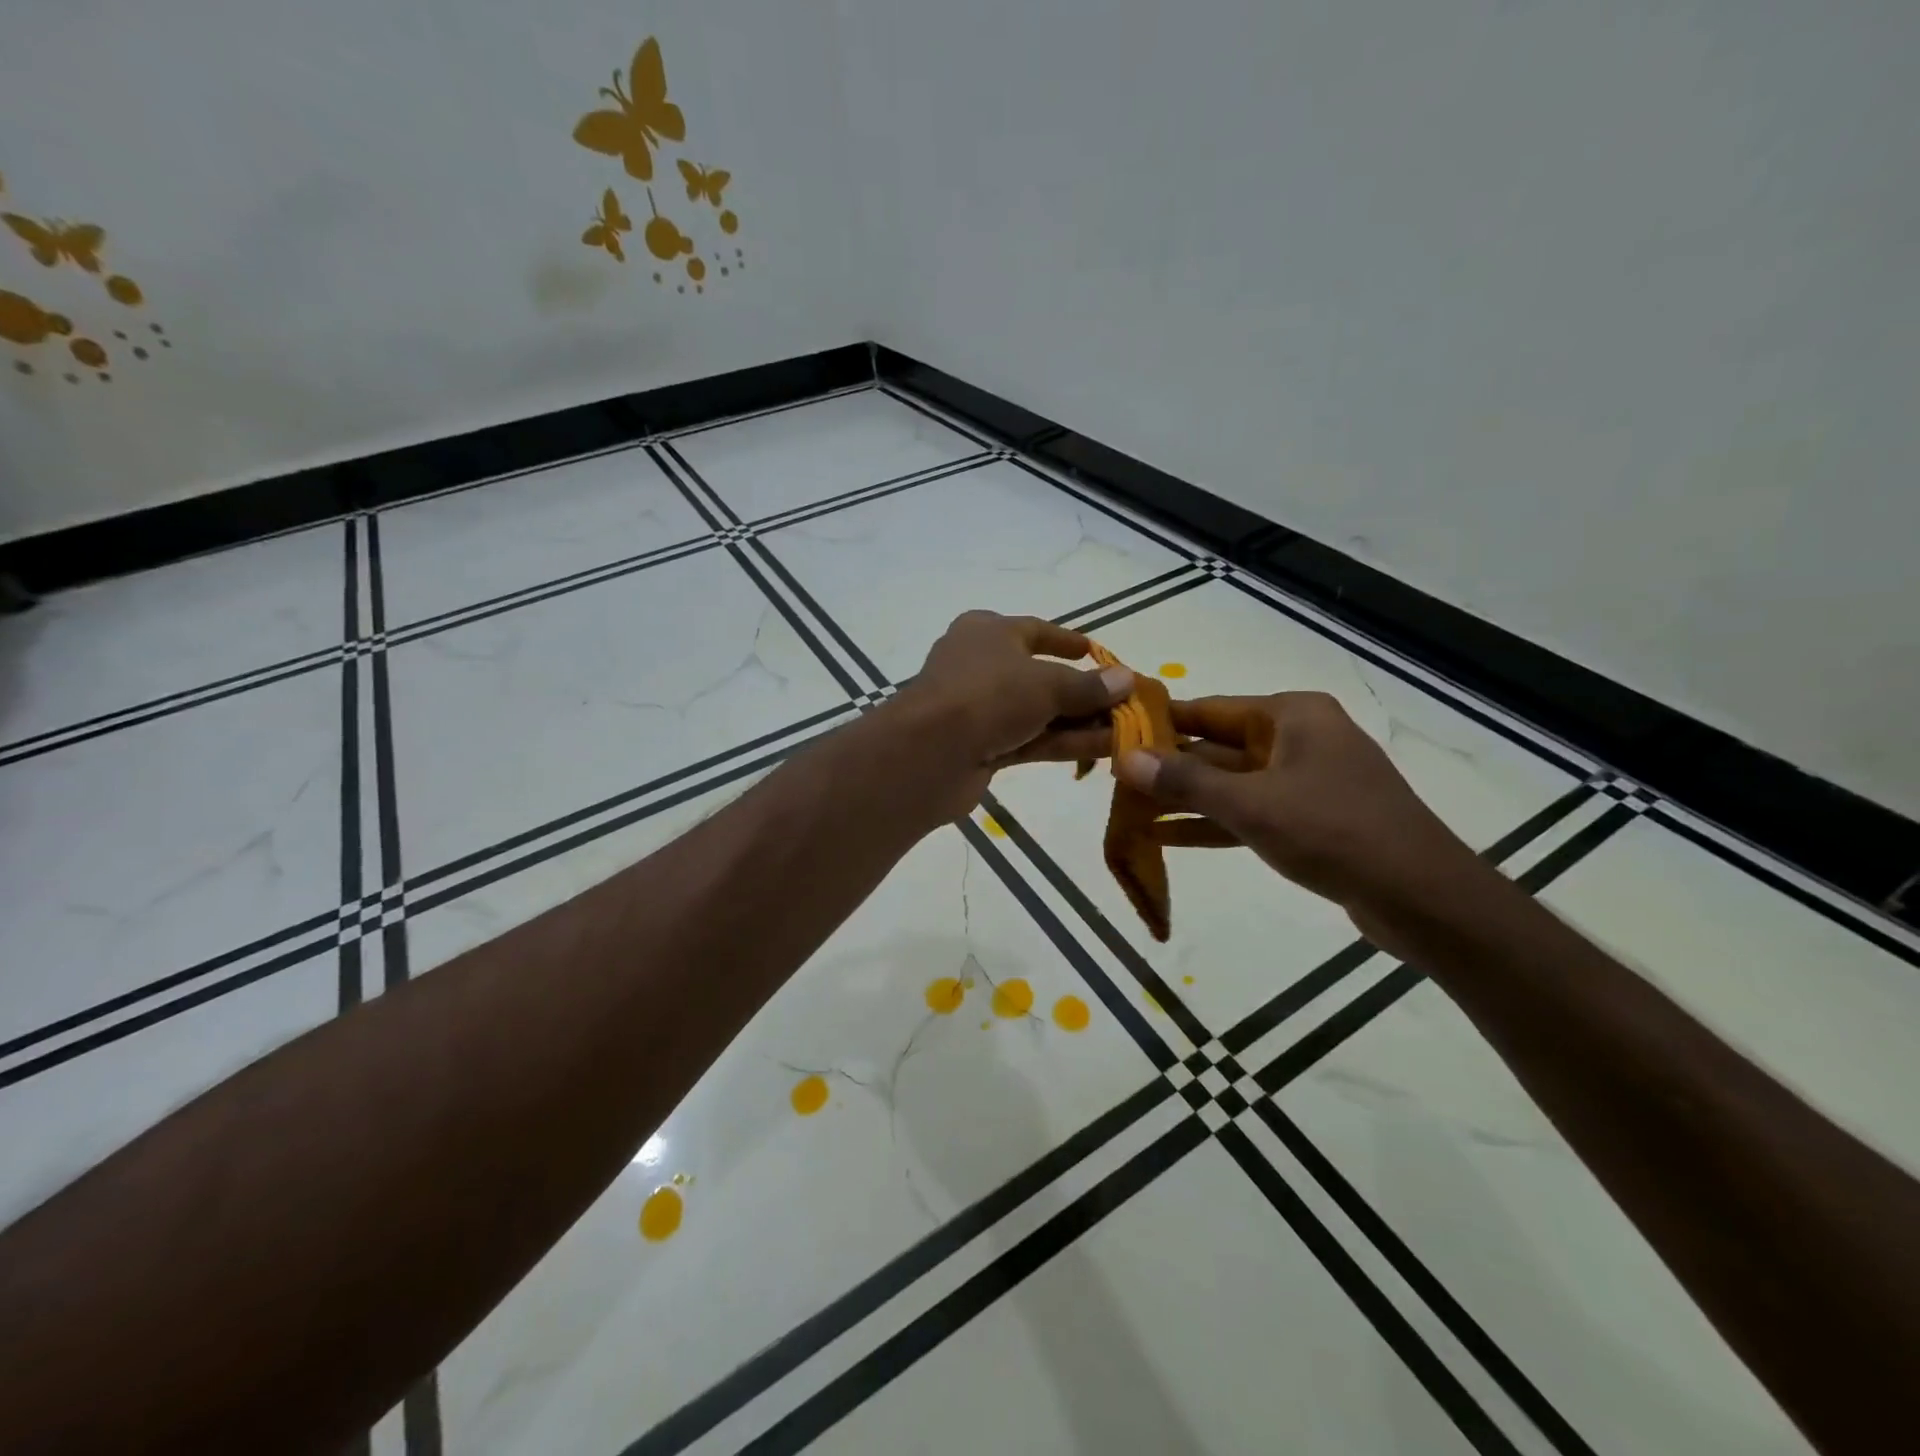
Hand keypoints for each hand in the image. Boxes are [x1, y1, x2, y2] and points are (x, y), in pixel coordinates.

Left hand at [890, 610, 1133, 799]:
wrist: (930, 753)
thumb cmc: (988, 695)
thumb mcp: (1046, 684)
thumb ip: (1088, 685)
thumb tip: (1126, 679)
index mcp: (986, 632)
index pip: (1034, 630)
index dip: (1067, 642)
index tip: (1095, 652)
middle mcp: (981, 665)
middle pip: (1039, 676)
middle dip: (1083, 692)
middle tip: (1123, 702)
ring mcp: (979, 710)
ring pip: (1038, 712)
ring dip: (1080, 721)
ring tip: (1126, 730)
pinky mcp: (982, 748)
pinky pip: (1031, 739)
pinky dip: (1064, 742)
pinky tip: (1104, 749)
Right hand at [1116, 692, 1493, 931]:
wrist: (1422, 898)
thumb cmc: (1333, 832)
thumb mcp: (1251, 804)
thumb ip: (1186, 781)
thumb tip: (1125, 757)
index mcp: (1291, 716)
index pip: (1209, 710)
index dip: (1160, 723)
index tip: (1114, 733)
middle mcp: (1298, 739)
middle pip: (1217, 747)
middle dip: (1168, 767)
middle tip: (1114, 779)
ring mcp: (1305, 781)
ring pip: (1230, 784)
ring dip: (1185, 799)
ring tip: (1129, 808)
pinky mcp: (1309, 820)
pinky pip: (1249, 813)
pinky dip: (1212, 824)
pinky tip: (1165, 837)